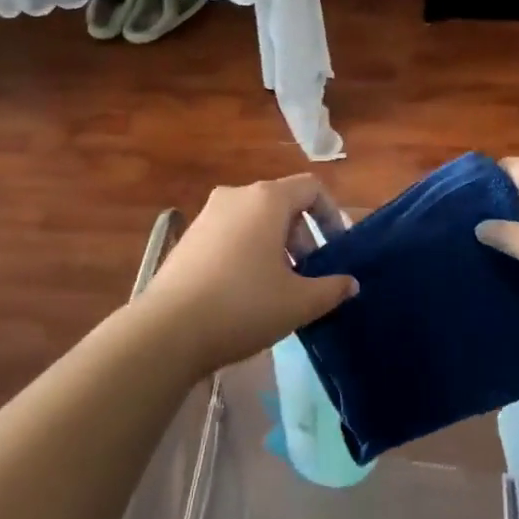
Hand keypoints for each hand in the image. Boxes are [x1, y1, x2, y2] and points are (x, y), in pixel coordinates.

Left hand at [135, 175, 357, 375]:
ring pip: (255, 220)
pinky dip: (247, 252)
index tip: (336, 250)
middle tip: (308, 276)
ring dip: (275, 246)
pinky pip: (230, 233)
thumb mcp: (298, 302)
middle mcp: (236, 195)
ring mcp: (208, 214)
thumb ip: (331, 289)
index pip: (311, 188)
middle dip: (302, 236)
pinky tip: (244, 292)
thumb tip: (350, 284)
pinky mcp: (189, 236)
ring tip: (279, 288)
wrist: (168, 329)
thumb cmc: (243, 306)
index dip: (331, 215)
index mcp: (267, 199)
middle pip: (282, 204)